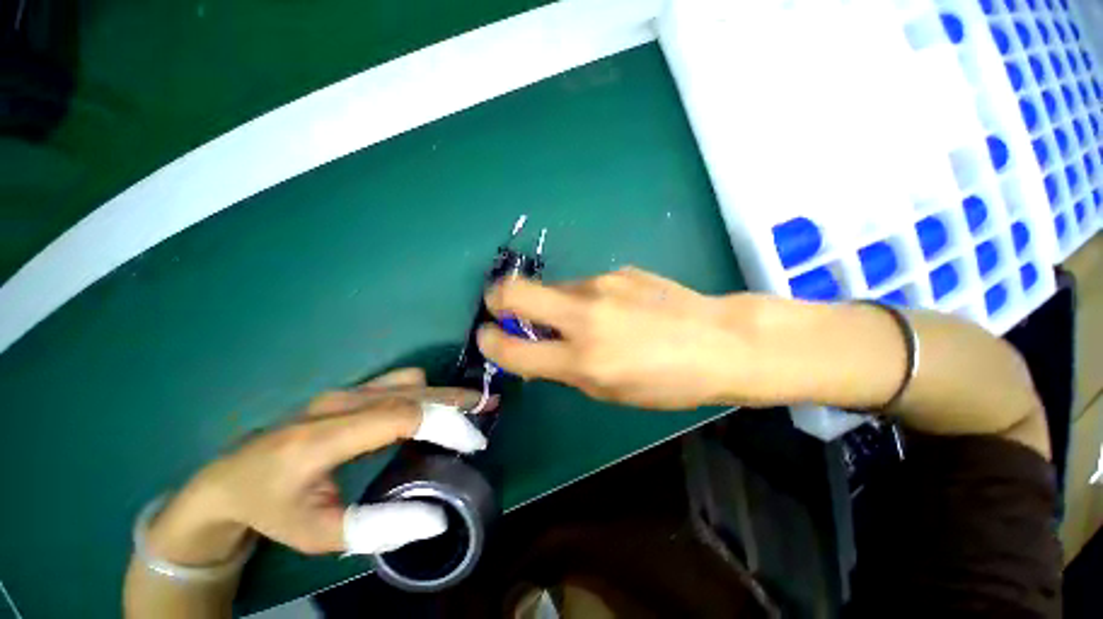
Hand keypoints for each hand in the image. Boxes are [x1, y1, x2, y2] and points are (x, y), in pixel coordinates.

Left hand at [144, 369, 493, 565]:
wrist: (231, 478)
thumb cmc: (273, 509)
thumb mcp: (318, 534)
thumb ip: (378, 526)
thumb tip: (436, 515)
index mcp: (324, 438)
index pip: (399, 417)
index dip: (443, 423)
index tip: (472, 441)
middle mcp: (339, 403)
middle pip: (412, 392)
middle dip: (457, 400)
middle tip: (490, 408)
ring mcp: (345, 392)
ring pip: (409, 382)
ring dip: (444, 393)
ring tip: (471, 408)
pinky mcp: (351, 391)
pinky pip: (399, 382)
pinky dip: (427, 390)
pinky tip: (437, 407)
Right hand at [477, 267, 779, 409]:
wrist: (720, 341)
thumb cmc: (667, 382)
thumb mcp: (609, 391)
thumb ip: (564, 369)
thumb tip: (534, 350)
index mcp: (582, 359)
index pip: (512, 349)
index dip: (491, 342)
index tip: (488, 336)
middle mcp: (583, 314)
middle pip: (514, 291)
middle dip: (497, 299)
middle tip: (503, 308)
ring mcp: (601, 284)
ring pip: (553, 288)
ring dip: (551, 303)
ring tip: (581, 319)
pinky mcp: (618, 271)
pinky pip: (584, 285)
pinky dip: (583, 298)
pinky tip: (614, 309)